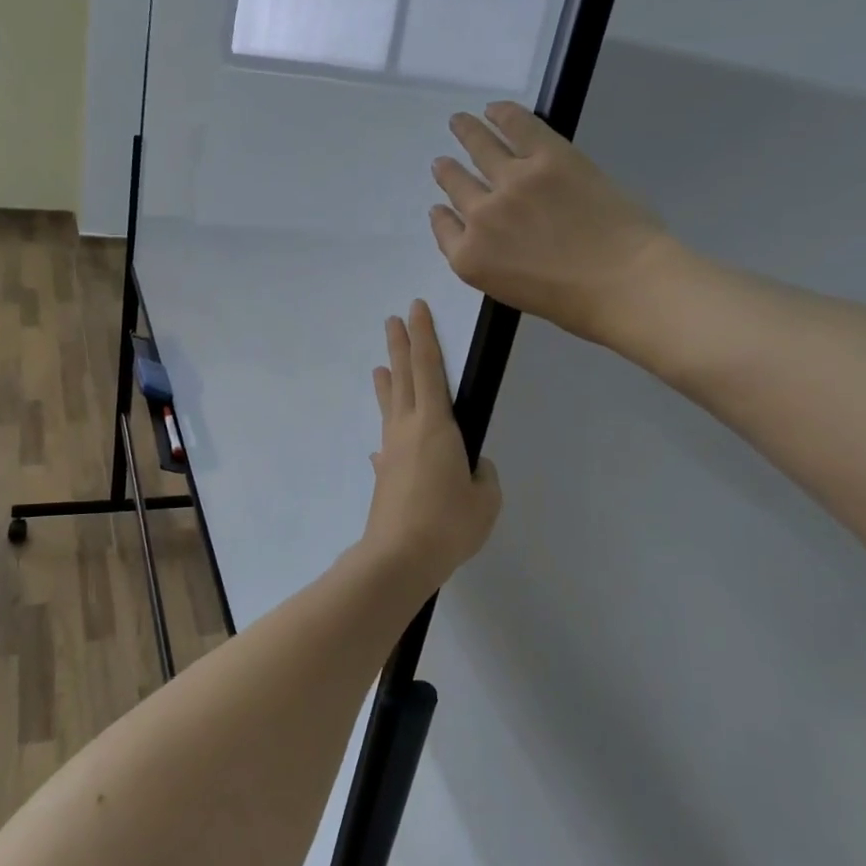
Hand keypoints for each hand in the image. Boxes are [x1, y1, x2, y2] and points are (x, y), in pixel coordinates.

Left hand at [360, 301, 501, 587]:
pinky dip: (388, 433)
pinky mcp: (383, 473)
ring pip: (390, 405)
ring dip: (387, 383)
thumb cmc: (448, 523)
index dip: (423, 336)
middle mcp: (407, 428)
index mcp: (435, 425)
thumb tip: (468, 467)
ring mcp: (391, 450)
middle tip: (392, 320)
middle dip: (400, 346)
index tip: (416, 309)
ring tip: (380, 367)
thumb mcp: (485, 499)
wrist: (399, 556)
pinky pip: (387, 443)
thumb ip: (481, 476)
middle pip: (403, 377)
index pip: (428, 368)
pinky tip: (384, 444)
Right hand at [430, 101, 679, 350]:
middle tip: (443, 162)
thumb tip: (492, 237)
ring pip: (479, 148)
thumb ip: (491, 262)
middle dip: (447, 172)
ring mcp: (512, 182)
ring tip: (459, 121)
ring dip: (466, 132)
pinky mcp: (547, 157)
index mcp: (470, 258)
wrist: (624, 283)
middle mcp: (480, 216)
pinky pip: (516, 126)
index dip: (442, 215)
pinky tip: (494, 109)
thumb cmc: (575, 303)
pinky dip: (502, 114)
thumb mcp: (512, 292)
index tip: (441, 206)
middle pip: (456, 185)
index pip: (444, 229)